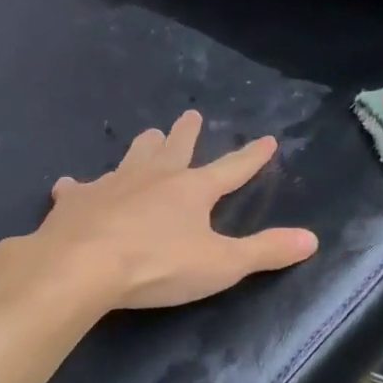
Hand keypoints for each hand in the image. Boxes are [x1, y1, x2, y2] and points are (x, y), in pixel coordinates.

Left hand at [23, 110, 317, 309]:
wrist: (81, 267)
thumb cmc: (158, 265)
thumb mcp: (222, 264)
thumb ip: (266, 251)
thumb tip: (312, 239)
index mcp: (192, 190)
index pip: (232, 169)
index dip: (252, 157)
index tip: (267, 140)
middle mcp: (153, 178)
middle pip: (174, 149)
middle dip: (186, 133)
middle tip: (191, 114)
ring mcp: (110, 185)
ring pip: (130, 157)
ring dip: (142, 147)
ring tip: (147, 136)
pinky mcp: (74, 202)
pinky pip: (78, 189)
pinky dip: (78, 188)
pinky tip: (70, 186)